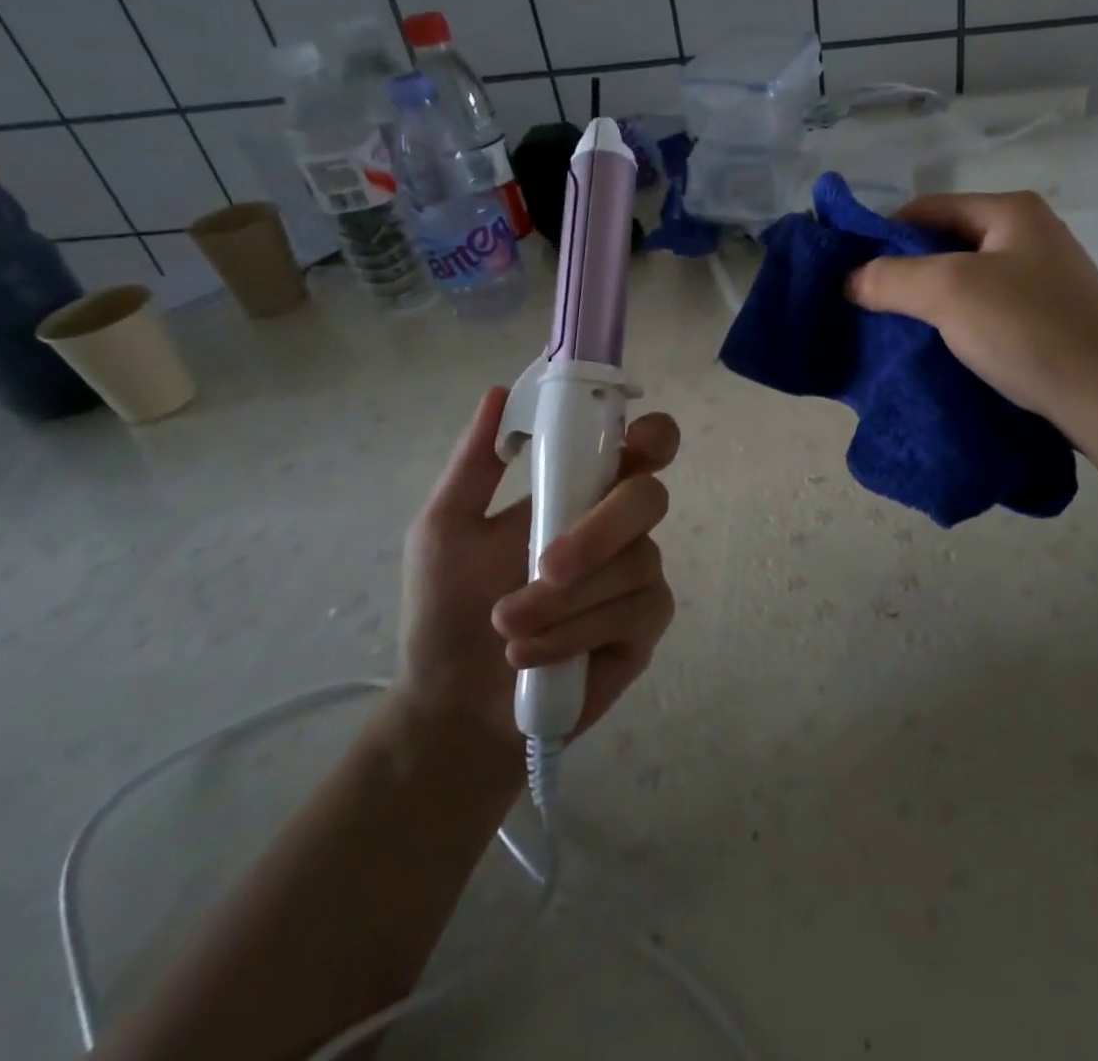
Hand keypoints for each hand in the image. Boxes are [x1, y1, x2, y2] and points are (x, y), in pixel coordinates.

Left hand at [396, 386, 679, 748]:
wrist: (453, 705)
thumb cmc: (448, 609)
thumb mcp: (445, 528)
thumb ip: (475, 463)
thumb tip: (498, 392)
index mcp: (583, 491)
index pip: (643, 447)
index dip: (652, 436)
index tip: (632, 444)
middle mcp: (621, 526)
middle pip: (648, 498)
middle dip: (596, 534)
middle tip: (543, 568)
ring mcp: (639, 576)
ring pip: (635, 563)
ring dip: (564, 601)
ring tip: (508, 630)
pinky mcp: (645, 626)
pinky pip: (632, 612)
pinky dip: (575, 633)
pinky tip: (532, 655)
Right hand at [845, 191, 1097, 423]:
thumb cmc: (1029, 329)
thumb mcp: (949, 292)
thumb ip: (891, 278)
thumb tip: (849, 280)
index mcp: (1011, 212)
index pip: (927, 208)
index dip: (883, 235)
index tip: (852, 274)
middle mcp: (1030, 235)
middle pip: (946, 244)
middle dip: (905, 273)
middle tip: (869, 306)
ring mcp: (1044, 279)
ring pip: (965, 281)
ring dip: (929, 303)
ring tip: (896, 332)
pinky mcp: (1048, 320)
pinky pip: (987, 311)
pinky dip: (957, 325)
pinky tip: (938, 350)